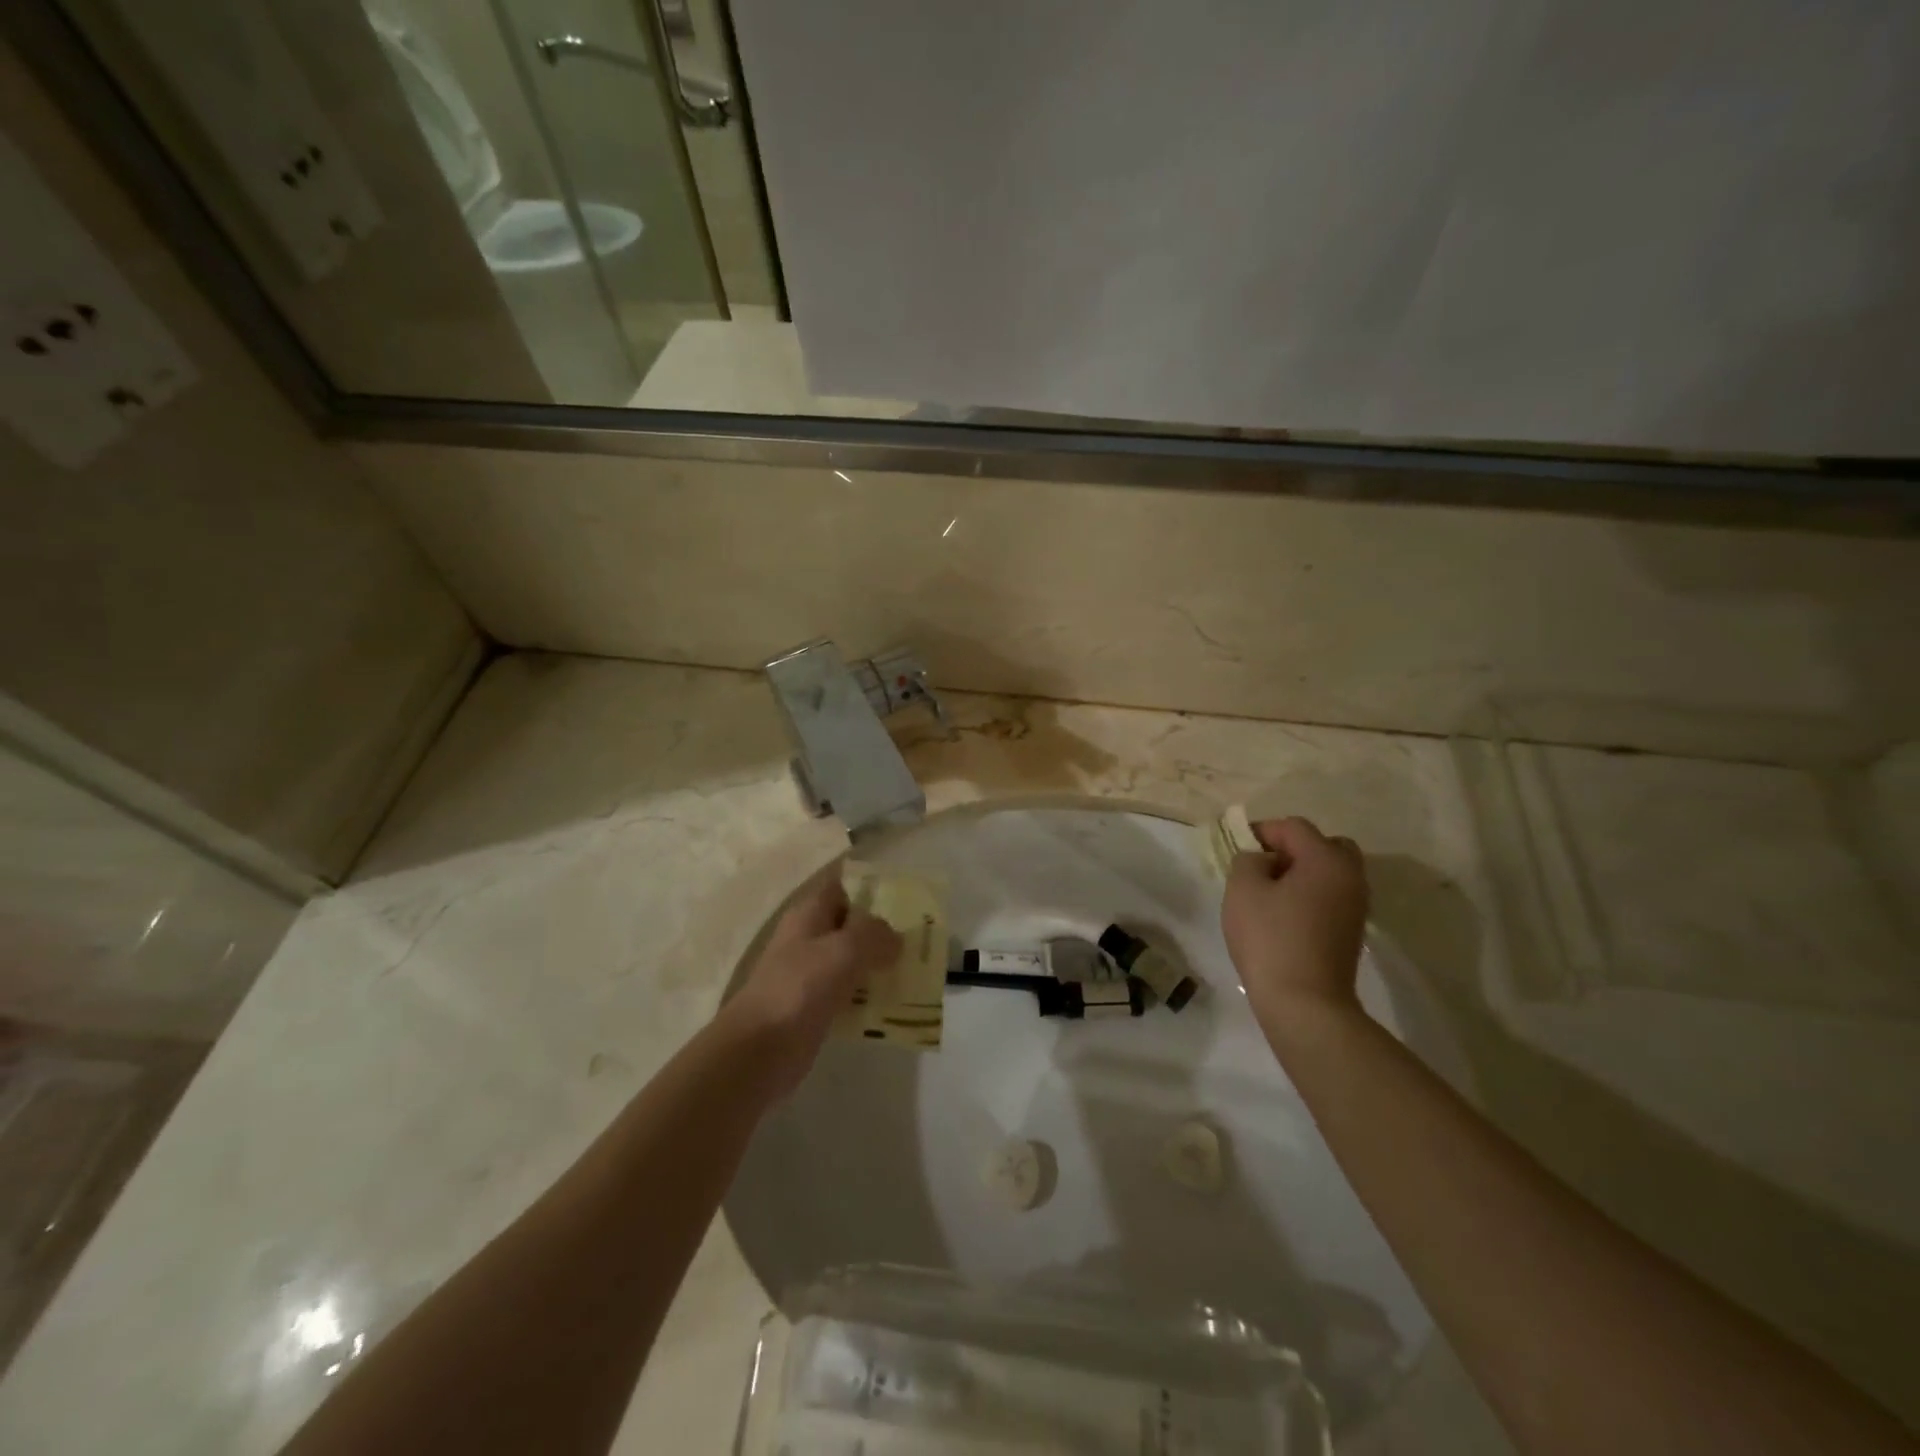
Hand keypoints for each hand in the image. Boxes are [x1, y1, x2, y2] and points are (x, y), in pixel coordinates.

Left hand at [717, 866, 900, 1100]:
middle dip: (883, 931)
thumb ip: (874, 934)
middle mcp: (808, 939)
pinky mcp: (814, 1008)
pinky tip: (895, 1005)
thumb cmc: (799, 988)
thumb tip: (894, 938)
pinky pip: (849, 994)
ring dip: (879, 965)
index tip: (906, 896)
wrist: (759, 1050)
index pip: (842, 887)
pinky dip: (869, 997)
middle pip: (850, 925)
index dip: (870, 887)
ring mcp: (810, 975)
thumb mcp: (844, 950)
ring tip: (916, 971)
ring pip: (852, 961)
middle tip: (921, 938)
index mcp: (809, 915)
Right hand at [1221, 817, 1368, 1036]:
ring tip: (1270, 893)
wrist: (1306, 1004)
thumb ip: (1247, 860)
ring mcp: (1357, 906)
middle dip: (1292, 849)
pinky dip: (1311, 895)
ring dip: (1302, 873)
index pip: (1293, 827)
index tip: (1237, 848)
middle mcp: (1351, 876)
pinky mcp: (1352, 930)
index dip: (1262, 831)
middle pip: (1324, 845)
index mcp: (1326, 859)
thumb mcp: (1242, 889)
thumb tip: (1261, 861)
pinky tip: (1285, 916)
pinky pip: (1332, 896)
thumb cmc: (1270, 939)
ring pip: (1330, 872)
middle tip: (1263, 867)